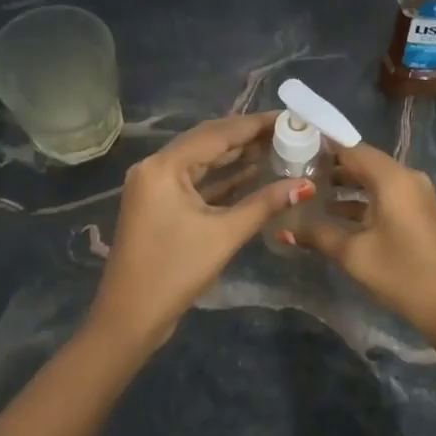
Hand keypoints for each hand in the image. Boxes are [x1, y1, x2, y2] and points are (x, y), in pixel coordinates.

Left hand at [88, 113, 312, 349]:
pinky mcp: (159, 205)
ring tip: (277, 147)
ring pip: (201, 162)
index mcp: (164, 166)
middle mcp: (155, 167)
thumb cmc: (175, 272)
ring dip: (235, 156)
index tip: (288, 117)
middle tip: (287, 131)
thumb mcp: (224, 235)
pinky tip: (253, 173)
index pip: (216, 134)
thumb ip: (264, 204)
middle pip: (207, 142)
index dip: (254, 124)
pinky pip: (195, 181)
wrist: (130, 318)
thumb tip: (304, 185)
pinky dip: (222, 178)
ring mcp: (154, 186)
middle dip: (246, 137)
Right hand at [292, 142, 435, 340]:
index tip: (292, 148)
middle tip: (294, 172)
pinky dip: (361, 199)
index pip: (351, 148)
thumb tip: (283, 228)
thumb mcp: (354, 254)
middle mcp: (407, 178)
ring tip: (309, 193)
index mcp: (392, 178)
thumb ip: (317, 234)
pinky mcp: (419, 212)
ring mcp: (416, 194)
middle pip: (363, 161)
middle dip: (330, 166)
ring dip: (345, 185)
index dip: (321, 147)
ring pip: (373, 179)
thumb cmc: (402, 275)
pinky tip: (335, 215)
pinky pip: (385, 194)